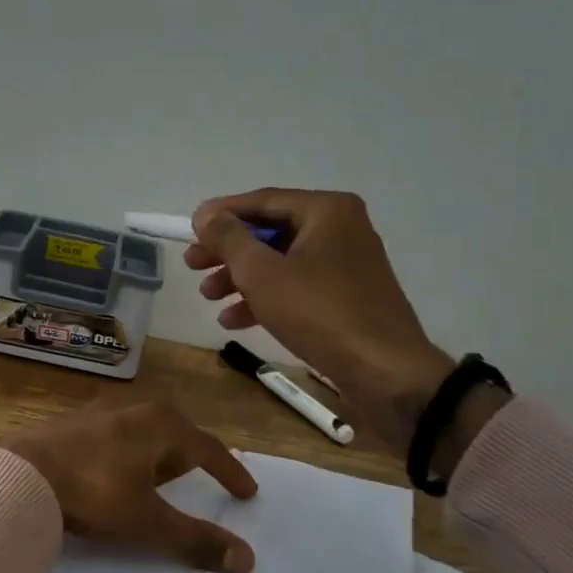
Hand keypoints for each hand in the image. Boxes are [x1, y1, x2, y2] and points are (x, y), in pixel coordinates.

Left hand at [1, 398, 259, 572]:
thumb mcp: (147, 520)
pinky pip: (115, 435)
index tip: (247, 493)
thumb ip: (195, 539)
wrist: (21, 475)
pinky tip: (116, 470)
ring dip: (157, 453)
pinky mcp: (73, 422)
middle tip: (202, 478)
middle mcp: (135, 408)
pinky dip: (127, 452)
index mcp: (162, 424)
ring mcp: (100, 411)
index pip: (209, 449)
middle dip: (190, 455)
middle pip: (176, 432)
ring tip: (160, 476)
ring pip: (143, 430)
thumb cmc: (94, 492)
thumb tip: (246, 559)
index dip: (229, 472)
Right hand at [186, 189, 501, 467]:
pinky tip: (234, 319)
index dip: (221, 215)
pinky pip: (297, 286)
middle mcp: (340, 228)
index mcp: (326, 211)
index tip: (188, 230)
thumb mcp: (262, 273)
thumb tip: (205, 214)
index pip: (262, 200)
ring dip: (240, 278)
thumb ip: (229, 239)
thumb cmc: (320, 313)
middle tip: (192, 266)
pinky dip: (265, 298)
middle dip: (228, 251)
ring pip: (280, 262)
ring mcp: (346, 264)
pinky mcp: (346, 297)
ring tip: (208, 297)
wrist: (384, 372)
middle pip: (269, 232)